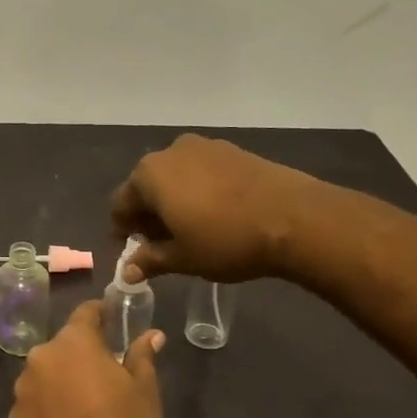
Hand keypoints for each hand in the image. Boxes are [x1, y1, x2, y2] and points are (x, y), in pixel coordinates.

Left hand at [7, 301, 165, 417]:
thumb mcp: (145, 391)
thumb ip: (142, 356)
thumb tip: (151, 335)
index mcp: (73, 343)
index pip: (85, 313)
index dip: (100, 314)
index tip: (111, 320)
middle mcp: (41, 358)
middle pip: (62, 346)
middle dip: (80, 354)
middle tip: (103, 373)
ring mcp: (22, 390)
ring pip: (45, 374)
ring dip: (61, 380)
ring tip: (83, 404)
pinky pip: (34, 402)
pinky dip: (47, 407)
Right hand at [109, 133, 310, 282]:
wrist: (295, 218)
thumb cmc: (226, 240)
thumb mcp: (183, 258)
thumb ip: (151, 260)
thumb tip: (127, 270)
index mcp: (149, 175)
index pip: (120, 203)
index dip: (122, 230)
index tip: (131, 251)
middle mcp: (170, 152)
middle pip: (147, 186)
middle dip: (148, 214)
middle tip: (160, 244)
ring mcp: (204, 147)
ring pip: (175, 177)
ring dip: (173, 202)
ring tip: (189, 230)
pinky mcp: (233, 150)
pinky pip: (202, 172)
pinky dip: (198, 191)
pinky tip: (214, 214)